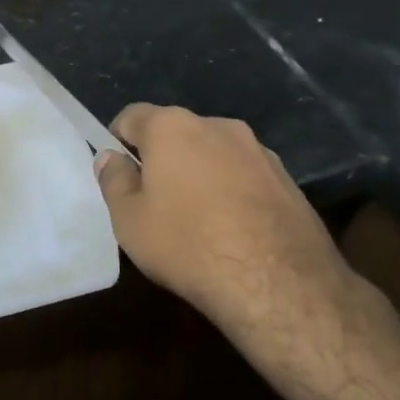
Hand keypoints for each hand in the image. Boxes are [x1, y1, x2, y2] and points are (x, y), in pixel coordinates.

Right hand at [95, 105, 355, 349]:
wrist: (277, 283)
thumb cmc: (187, 244)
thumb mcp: (129, 219)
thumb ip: (114, 180)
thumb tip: (111, 157)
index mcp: (173, 127)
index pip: (132, 116)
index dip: (119, 141)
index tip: (119, 174)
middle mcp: (218, 126)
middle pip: (177, 133)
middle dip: (162, 159)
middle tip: (154, 202)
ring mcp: (259, 151)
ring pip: (214, 154)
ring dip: (200, 174)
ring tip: (197, 220)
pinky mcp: (287, 179)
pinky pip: (245, 176)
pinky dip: (232, 192)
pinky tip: (232, 231)